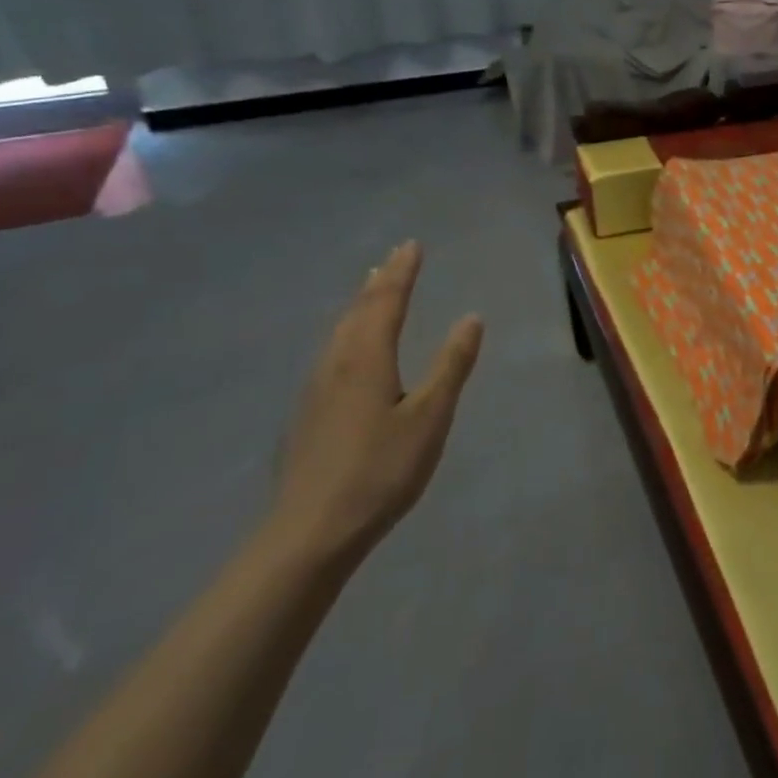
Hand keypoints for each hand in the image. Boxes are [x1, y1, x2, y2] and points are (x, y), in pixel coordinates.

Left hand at [269, 241, 483, 563]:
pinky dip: (348, 332)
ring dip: (359, 304)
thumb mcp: (430, 416)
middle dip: (379, 281)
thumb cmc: (381, 470)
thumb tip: (471, 318)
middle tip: (394, 257)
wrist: (310, 532)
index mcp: (366, 358)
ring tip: (370, 289)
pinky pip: (331, 352)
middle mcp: (335, 364)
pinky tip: (348, 349)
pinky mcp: (307, 413)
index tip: (412, 245)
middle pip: (357, 310)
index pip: (386, 301)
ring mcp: (314, 389)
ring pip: (339, 331)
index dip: (402, 272)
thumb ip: (451, 365)